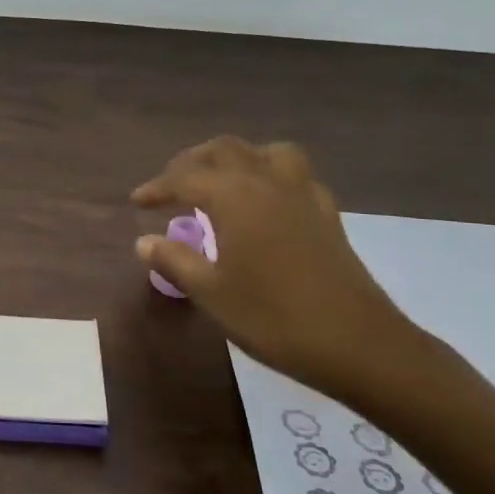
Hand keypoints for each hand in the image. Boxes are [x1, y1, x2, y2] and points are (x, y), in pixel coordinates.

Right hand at [131, 137, 421, 397]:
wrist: (357, 343)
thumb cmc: (273, 317)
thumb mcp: (211, 293)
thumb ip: (175, 261)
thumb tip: (144, 241)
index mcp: (234, 197)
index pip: (185, 178)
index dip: (157, 187)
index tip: (137, 202)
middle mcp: (267, 183)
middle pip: (225, 150)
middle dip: (193, 162)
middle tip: (173, 185)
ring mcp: (303, 195)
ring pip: (266, 152)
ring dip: (238, 158)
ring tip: (221, 181)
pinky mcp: (327, 214)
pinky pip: (295, 175)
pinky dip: (271, 176)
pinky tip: (266, 203)